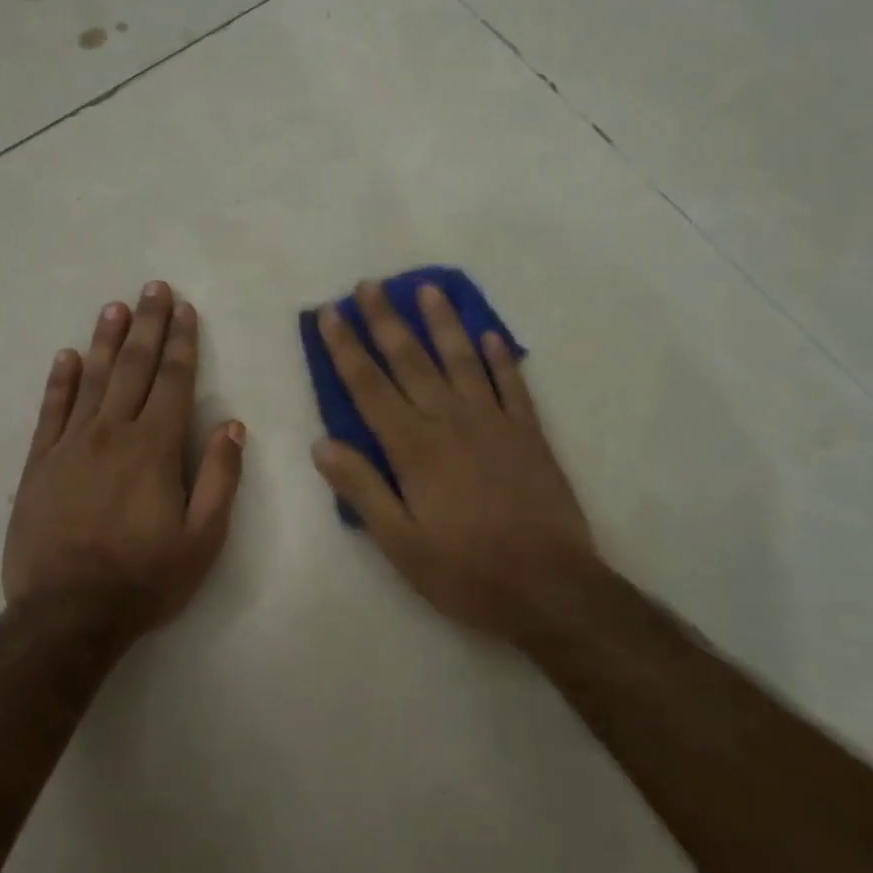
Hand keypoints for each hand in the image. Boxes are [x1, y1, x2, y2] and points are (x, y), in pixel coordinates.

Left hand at [3, 281, 244, 627]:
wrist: (67, 615)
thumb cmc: (145, 578)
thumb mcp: (202, 537)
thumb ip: (219, 476)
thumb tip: (232, 424)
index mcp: (154, 447)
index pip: (173, 381)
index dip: (181, 342)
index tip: (184, 309)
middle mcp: (112, 433)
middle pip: (133, 368)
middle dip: (147, 325)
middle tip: (152, 288)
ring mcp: (70, 445)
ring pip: (91, 380)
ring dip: (105, 341)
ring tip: (114, 307)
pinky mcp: (39, 464)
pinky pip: (51, 412)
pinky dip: (59, 381)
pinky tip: (66, 356)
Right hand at [310, 281, 596, 643]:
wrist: (551, 587)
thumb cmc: (467, 571)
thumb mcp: (401, 544)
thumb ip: (363, 490)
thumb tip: (322, 444)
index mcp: (414, 448)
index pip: (369, 386)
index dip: (346, 348)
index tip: (329, 313)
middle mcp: (450, 421)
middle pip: (411, 360)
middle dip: (386, 320)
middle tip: (369, 284)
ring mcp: (494, 422)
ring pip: (462, 359)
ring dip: (443, 322)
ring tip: (428, 288)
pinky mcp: (529, 433)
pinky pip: (512, 383)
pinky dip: (500, 356)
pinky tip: (490, 334)